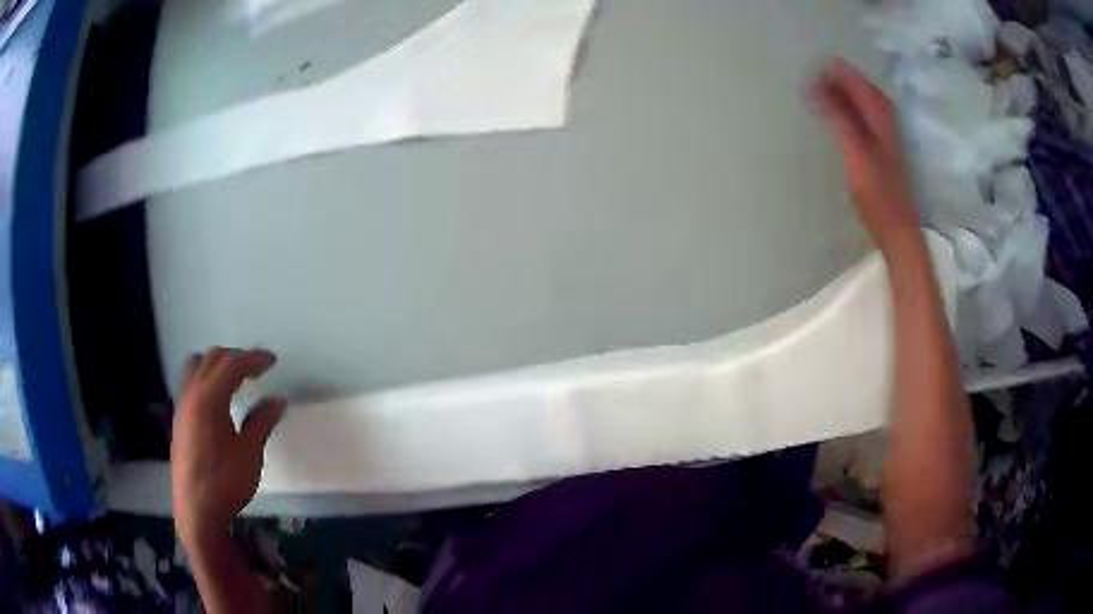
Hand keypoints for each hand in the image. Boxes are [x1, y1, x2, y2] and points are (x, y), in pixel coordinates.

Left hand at [171, 348, 285, 545]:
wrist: (196, 511)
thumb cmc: (225, 482)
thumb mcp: (250, 454)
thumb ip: (261, 421)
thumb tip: (278, 399)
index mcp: (209, 398)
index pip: (233, 364)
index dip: (254, 358)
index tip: (273, 361)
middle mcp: (191, 393)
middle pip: (213, 358)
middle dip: (237, 357)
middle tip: (258, 371)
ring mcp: (182, 405)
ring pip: (197, 365)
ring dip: (217, 364)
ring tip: (235, 380)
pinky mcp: (179, 418)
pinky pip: (190, 382)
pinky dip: (206, 378)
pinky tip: (218, 401)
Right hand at [812, 60, 920, 249]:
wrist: (896, 227)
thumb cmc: (877, 191)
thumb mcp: (855, 150)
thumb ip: (838, 115)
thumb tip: (815, 85)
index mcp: (879, 112)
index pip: (853, 78)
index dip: (831, 70)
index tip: (805, 64)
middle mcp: (884, 116)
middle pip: (858, 87)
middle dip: (834, 77)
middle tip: (806, 74)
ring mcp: (883, 132)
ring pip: (859, 101)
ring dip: (839, 93)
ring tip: (814, 88)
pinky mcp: (879, 147)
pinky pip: (859, 116)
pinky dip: (844, 109)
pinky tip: (832, 114)